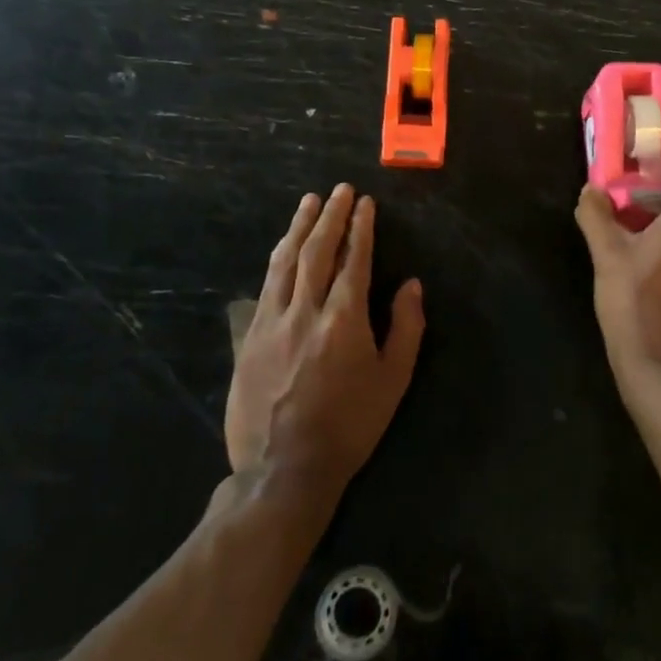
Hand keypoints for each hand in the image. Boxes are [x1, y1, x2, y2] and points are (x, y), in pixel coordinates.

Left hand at [228, 185, 424, 492]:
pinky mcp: (249, 339)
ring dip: (298, 228)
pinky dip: (277, 260)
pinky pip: (264, 287)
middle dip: (330, 216)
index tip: (365, 204)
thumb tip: (411, 286)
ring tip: (308, 203)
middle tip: (339, 191)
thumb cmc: (350, 425)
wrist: (284, 469)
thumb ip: (405, 328)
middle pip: (316, 251)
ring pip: (284, 262)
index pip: (354, 260)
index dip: (361, 229)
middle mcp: (305, 311)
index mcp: (343, 320)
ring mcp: (271, 323)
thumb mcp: (393, 381)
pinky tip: (282, 248)